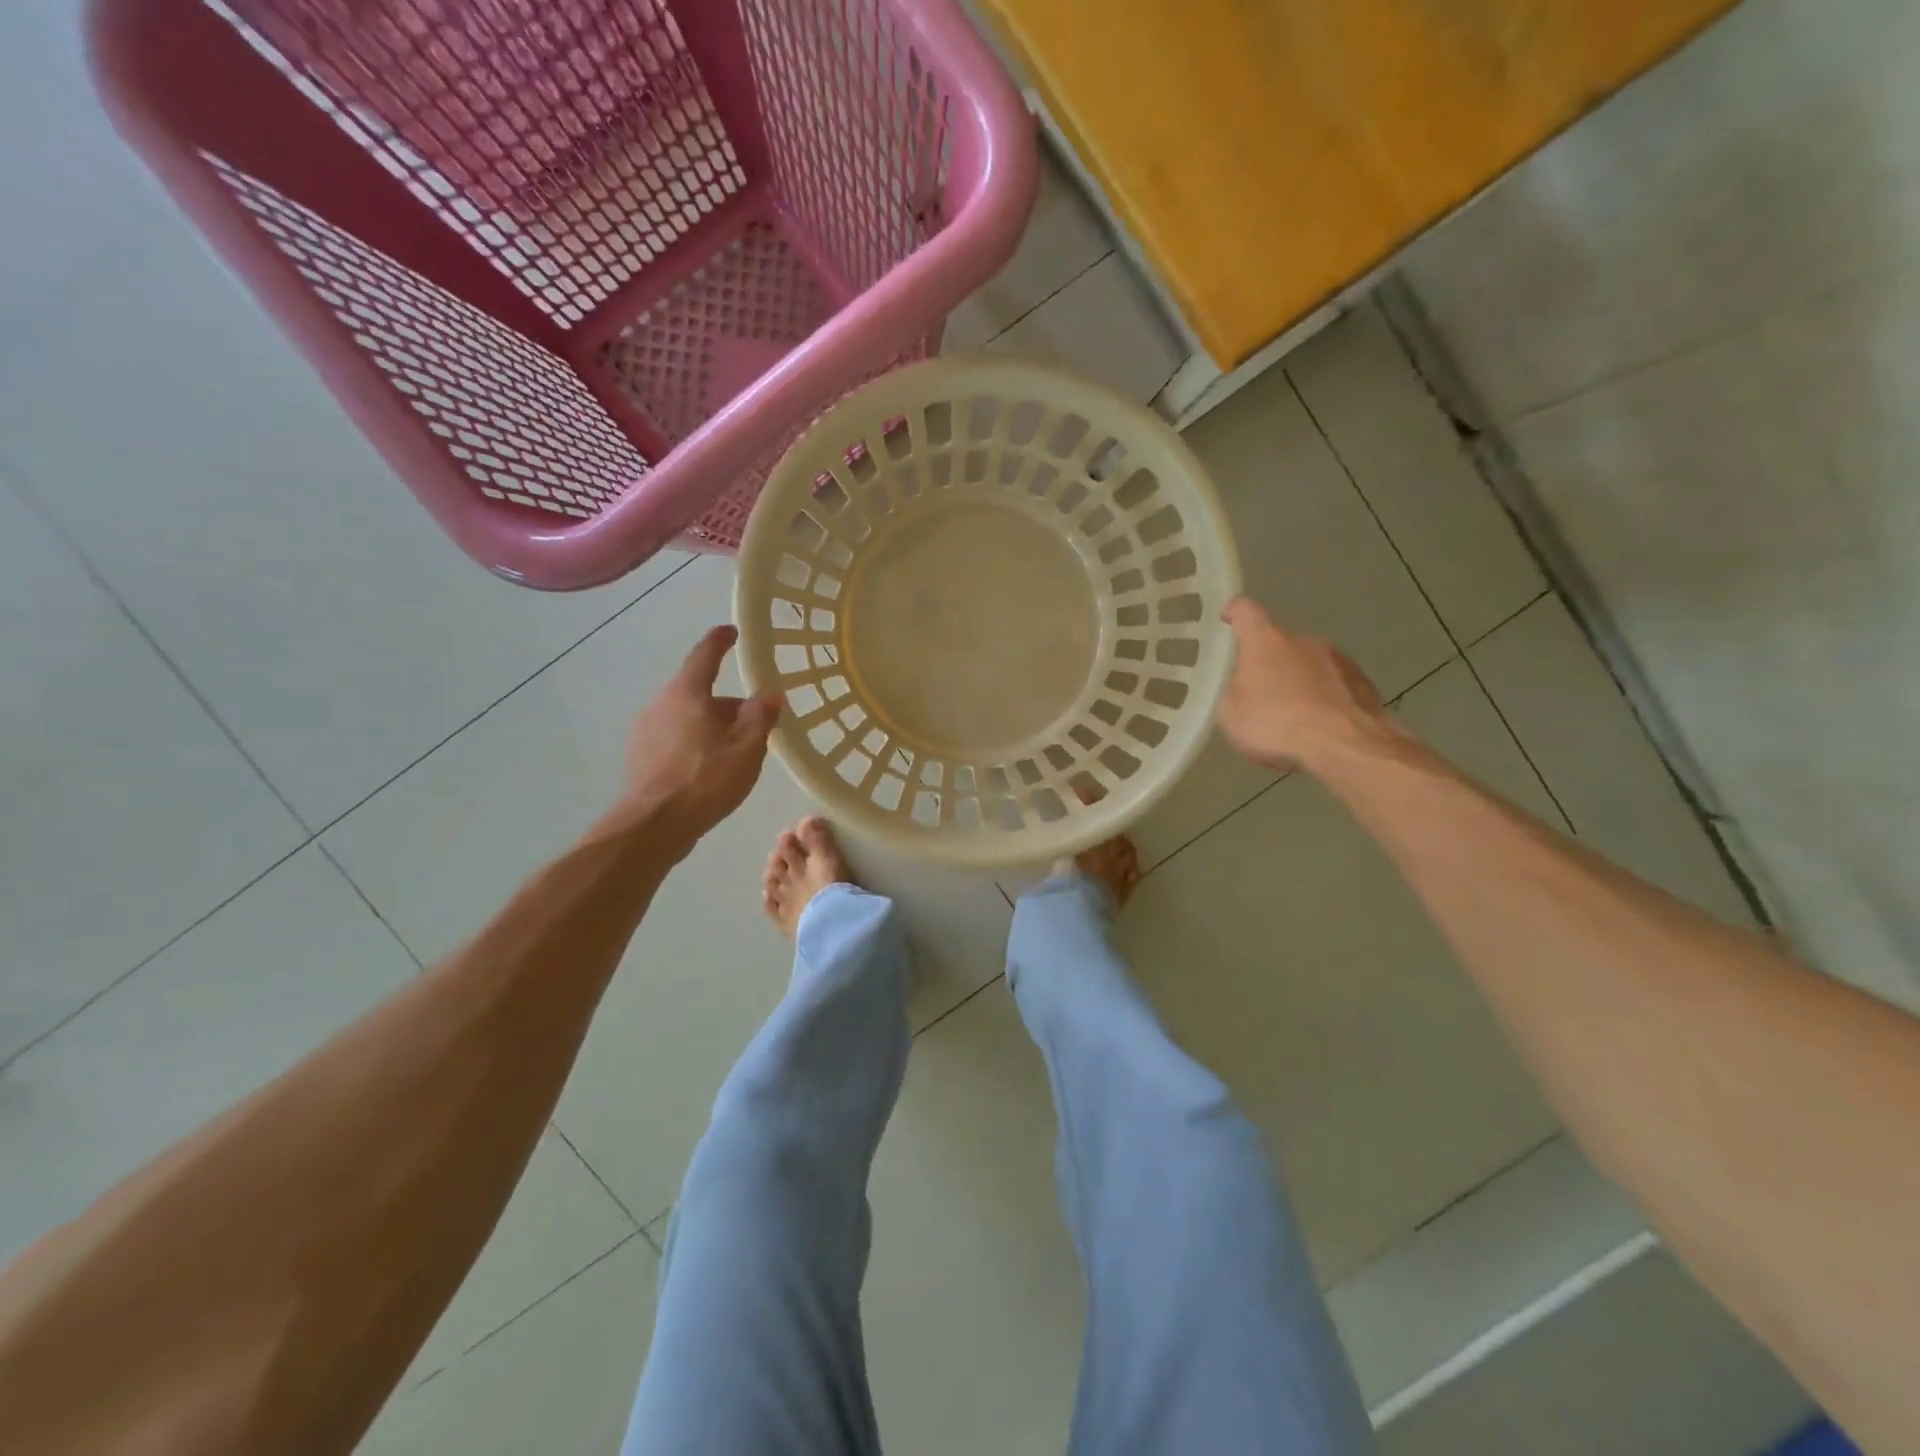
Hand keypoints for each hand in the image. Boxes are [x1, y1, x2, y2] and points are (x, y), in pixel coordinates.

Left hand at [623, 626, 782, 841]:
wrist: (655, 825)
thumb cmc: (706, 778)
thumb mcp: (747, 746)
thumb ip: (761, 715)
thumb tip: (771, 692)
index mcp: (686, 693)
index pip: (705, 655)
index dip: (720, 641)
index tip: (732, 632)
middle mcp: (660, 704)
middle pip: (698, 692)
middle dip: (726, 702)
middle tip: (754, 718)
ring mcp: (645, 731)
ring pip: (686, 717)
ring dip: (711, 724)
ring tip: (736, 749)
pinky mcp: (640, 758)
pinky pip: (674, 738)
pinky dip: (695, 742)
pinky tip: (711, 767)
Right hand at [1218, 597, 1397, 769]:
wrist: (1345, 747)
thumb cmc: (1276, 724)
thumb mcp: (1231, 713)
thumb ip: (1234, 690)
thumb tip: (1243, 684)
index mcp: (1266, 642)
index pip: (1247, 611)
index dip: (1236, 613)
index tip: (1228, 618)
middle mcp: (1305, 641)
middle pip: (1280, 643)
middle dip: (1269, 662)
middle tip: (1259, 691)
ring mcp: (1340, 660)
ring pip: (1310, 664)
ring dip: (1299, 681)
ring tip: (1292, 714)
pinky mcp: (1365, 684)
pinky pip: (1334, 686)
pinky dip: (1323, 698)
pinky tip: (1318, 724)